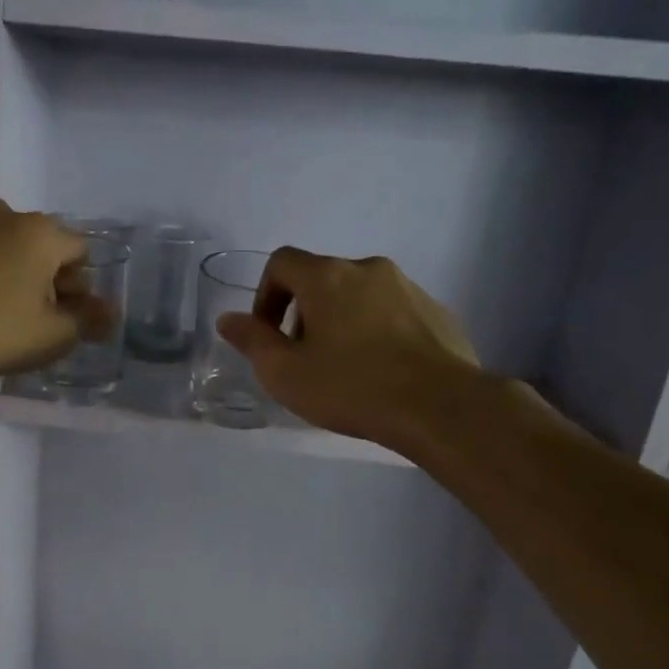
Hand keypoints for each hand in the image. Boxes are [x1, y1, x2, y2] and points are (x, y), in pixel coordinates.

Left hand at [0, 200, 105, 380]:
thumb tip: (110, 312)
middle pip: (37, 242)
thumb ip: (88, 320)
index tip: (61, 315)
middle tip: (27, 314)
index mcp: (41, 232)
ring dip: (3, 266)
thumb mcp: (52, 336)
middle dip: (41, 273)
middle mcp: (2, 212)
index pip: (79, 252)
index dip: (78, 285)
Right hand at [216, 248, 482, 447]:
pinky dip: (377, 330)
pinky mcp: (436, 311)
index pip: (281, 262)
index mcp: (327, 277)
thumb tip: (228, 319)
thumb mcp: (286, 374)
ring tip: (346, 368)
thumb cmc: (352, 388)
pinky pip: (393, 311)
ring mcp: (408, 287)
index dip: (265, 295)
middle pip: (321, 278)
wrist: (440, 406)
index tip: (270, 334)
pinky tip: (382, 370)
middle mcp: (368, 269)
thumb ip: (253, 341)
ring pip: (359, 294)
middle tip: (305, 358)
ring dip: (341, 320)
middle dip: (304, 312)